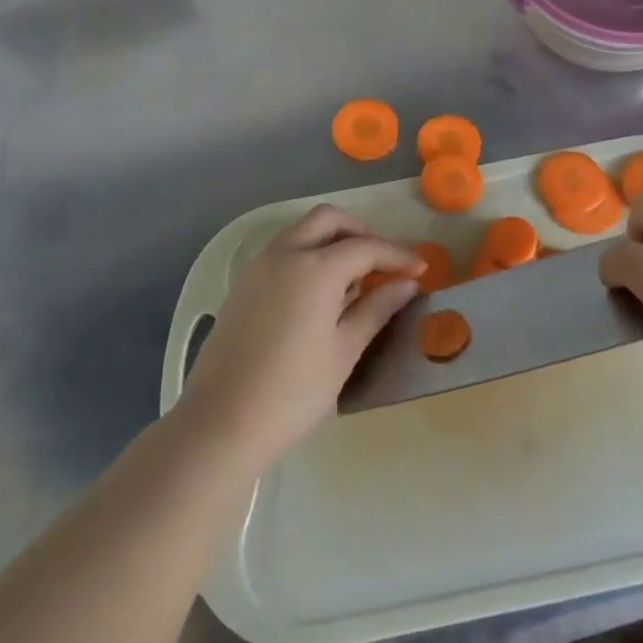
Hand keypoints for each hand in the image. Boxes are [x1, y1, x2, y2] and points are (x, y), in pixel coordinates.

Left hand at [178, 206, 421, 467]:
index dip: (397, 255)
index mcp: (315, 268)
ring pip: (302, 230)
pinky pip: (283, 251)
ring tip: (355, 277)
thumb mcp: (344, 351)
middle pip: (329, 220)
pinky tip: (321, 290)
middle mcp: (285, 254)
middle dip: (361, 231)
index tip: (421, 269)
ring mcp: (259, 266)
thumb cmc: (293, 392)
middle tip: (383, 262)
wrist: (221, 423)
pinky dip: (308, 253)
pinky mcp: (243, 284)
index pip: (366, 247)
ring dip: (332, 239)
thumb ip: (377, 309)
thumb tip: (407, 284)